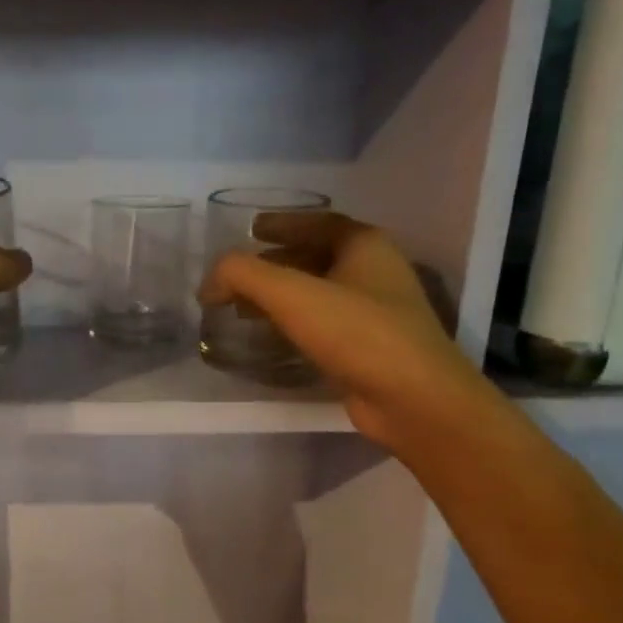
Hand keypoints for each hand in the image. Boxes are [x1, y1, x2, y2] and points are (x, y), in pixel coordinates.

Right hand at [199, 212, 482, 445]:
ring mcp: (376, 313)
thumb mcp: (290, 294)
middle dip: (275, 263)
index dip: (284, 223)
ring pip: (319, 293)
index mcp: (365, 246)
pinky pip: (324, 325)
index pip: (320, 223)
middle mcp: (375, 273)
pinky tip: (271, 339)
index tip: (252, 230)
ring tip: (244, 309)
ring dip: (281, 296)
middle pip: (317, 257)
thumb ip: (242, 275)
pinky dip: (294, 324)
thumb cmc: (357, 332)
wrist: (413, 399)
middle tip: (240, 276)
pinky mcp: (369, 348)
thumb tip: (208, 283)